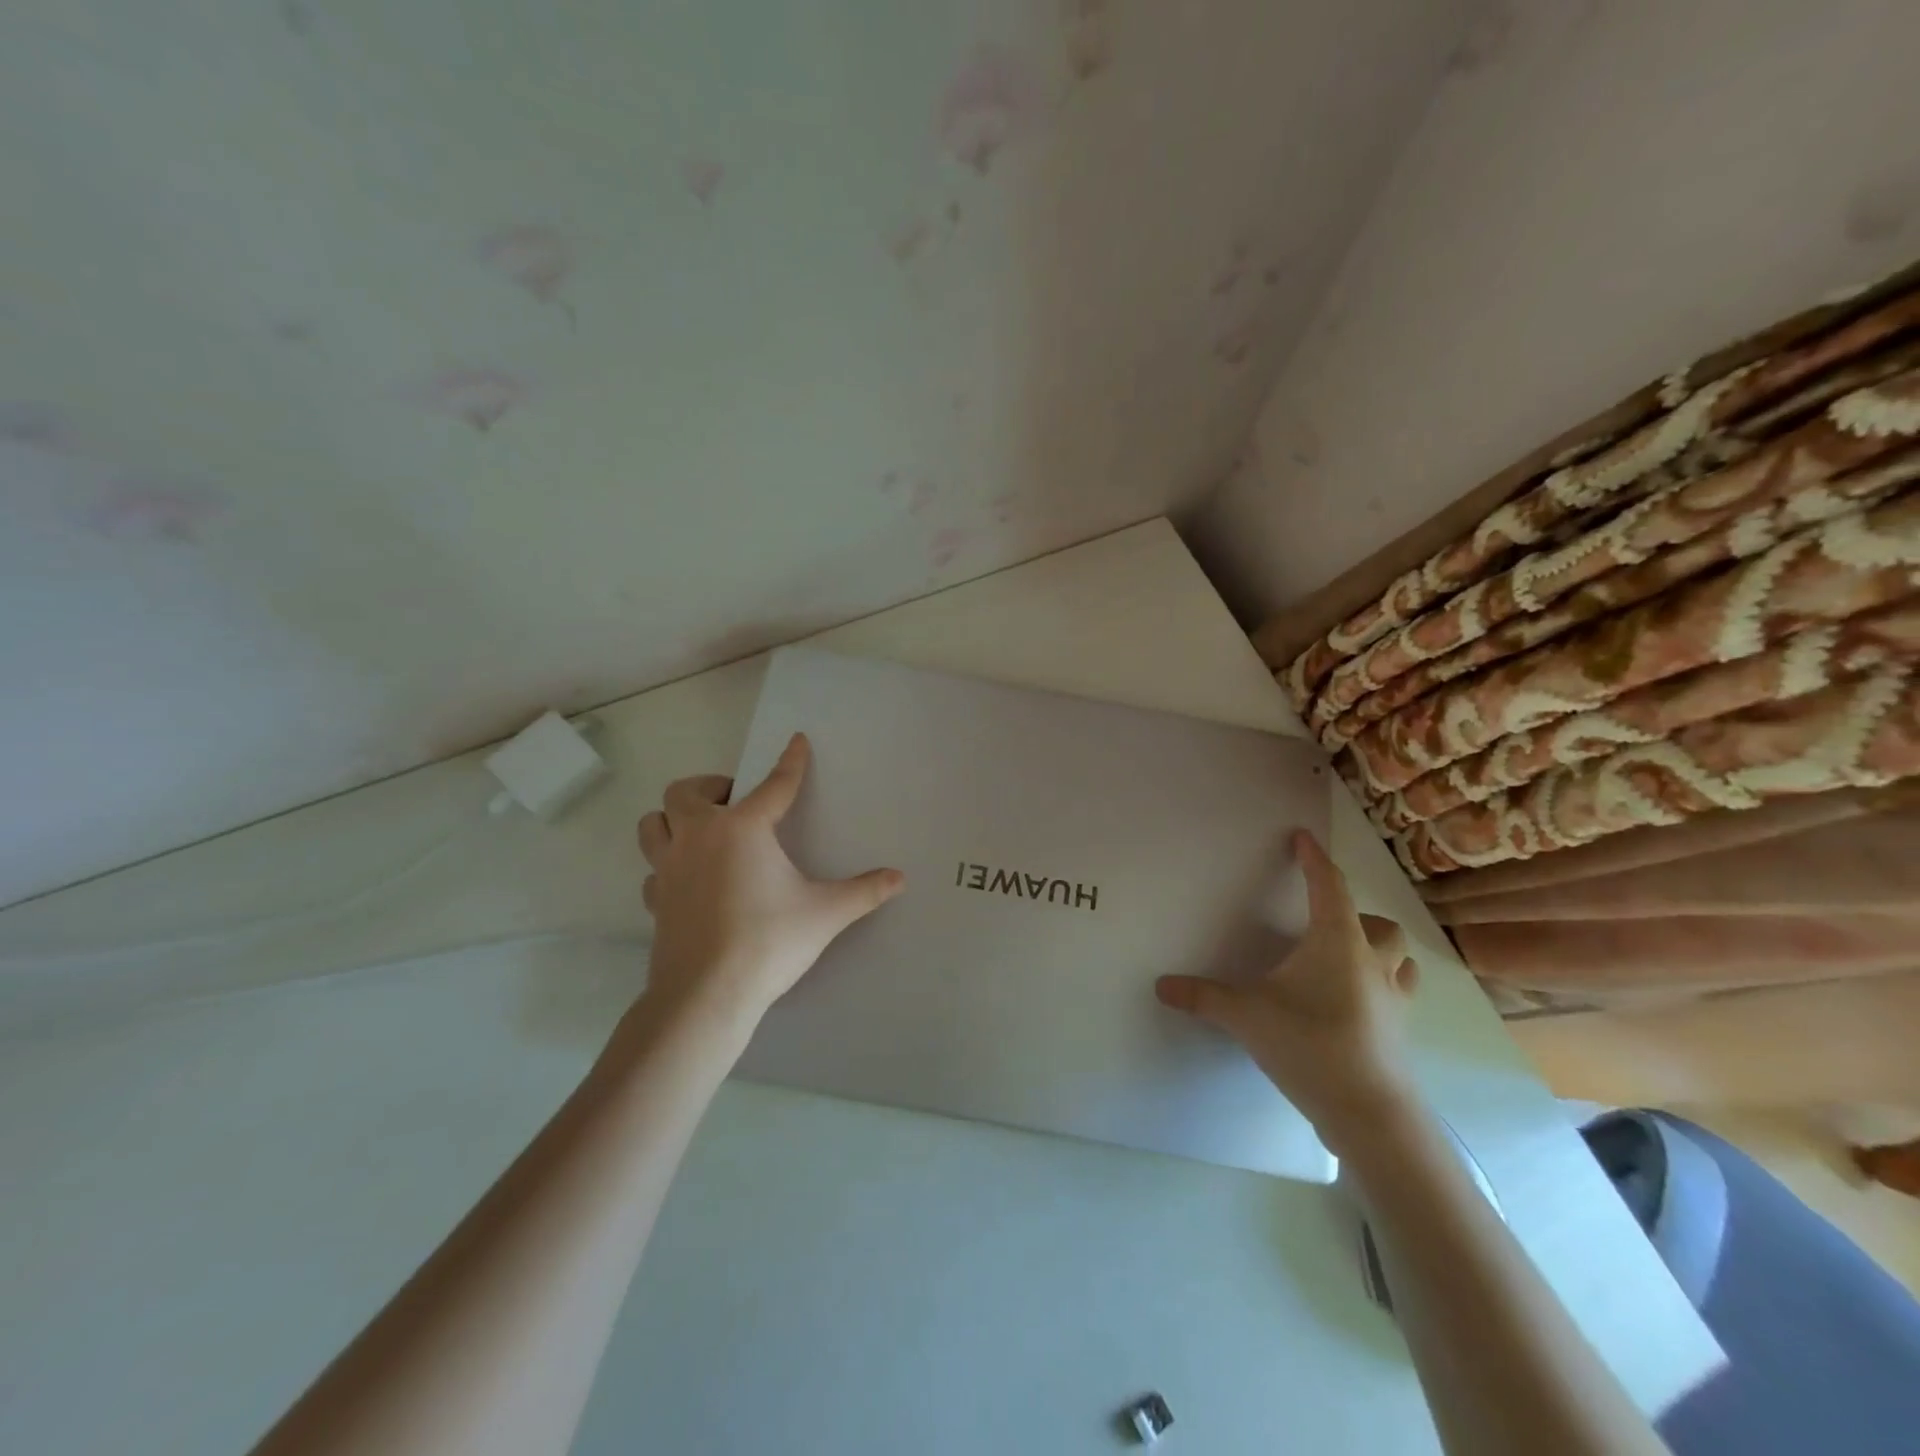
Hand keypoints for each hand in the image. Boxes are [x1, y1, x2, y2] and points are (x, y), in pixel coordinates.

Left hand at [636, 733, 905, 1026]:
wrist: (706, 994)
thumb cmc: (769, 941)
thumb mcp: (825, 913)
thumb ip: (863, 892)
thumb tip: (899, 878)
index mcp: (742, 829)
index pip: (773, 785)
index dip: (791, 762)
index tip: (797, 741)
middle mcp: (699, 837)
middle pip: (685, 792)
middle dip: (710, 787)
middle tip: (735, 802)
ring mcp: (668, 869)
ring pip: (653, 824)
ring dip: (673, 819)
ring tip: (702, 831)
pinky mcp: (655, 900)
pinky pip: (653, 869)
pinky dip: (668, 865)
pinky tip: (689, 881)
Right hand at [1155, 830, 1419, 1153]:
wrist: (1370, 1114)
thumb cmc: (1310, 1045)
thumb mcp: (1245, 1015)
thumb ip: (1202, 997)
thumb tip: (1161, 986)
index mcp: (1338, 942)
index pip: (1328, 886)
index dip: (1314, 858)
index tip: (1303, 838)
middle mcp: (1372, 962)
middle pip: (1380, 923)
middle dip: (1356, 913)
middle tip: (1323, 922)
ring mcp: (1393, 1000)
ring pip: (1399, 958)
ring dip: (1378, 948)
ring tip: (1347, 958)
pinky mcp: (1400, 1032)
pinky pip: (1398, 993)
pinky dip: (1381, 985)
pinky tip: (1354, 1003)